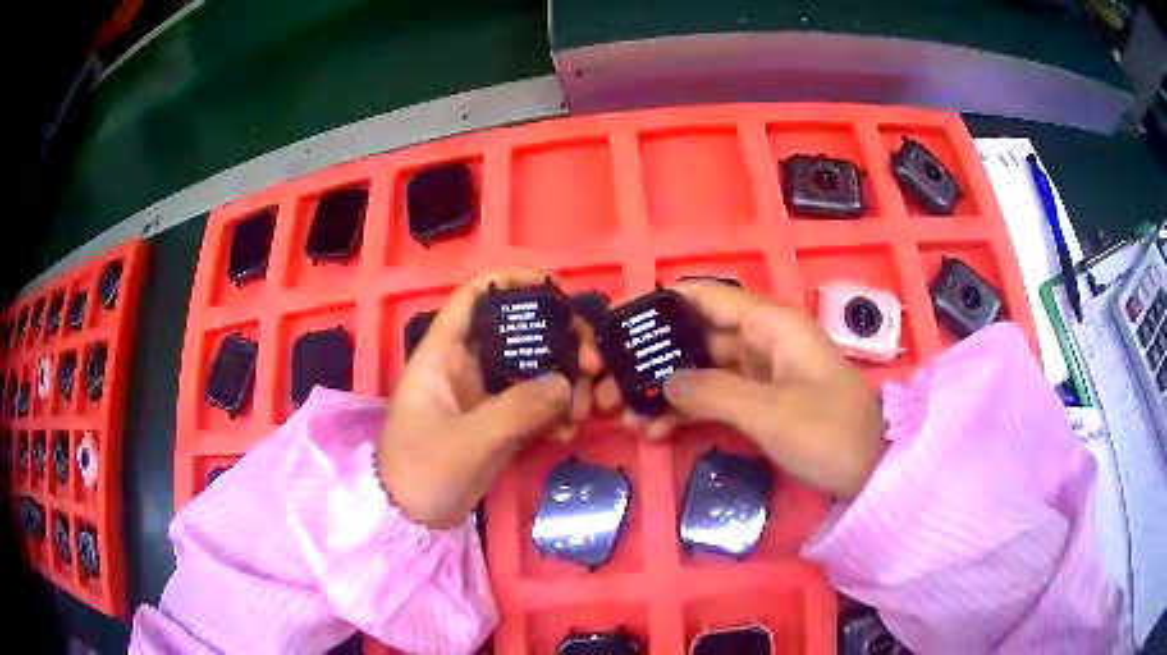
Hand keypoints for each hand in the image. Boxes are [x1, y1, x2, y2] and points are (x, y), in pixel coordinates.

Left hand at [377, 269, 602, 527]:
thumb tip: (567, 383)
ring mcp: (485, 394)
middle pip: (518, 330)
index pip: (474, 296)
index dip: (511, 280)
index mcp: (443, 353)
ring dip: (566, 382)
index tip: (557, 287)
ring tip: (585, 409)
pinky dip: (557, 411)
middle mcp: (466, 365)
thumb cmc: (422, 471)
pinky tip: (568, 432)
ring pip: (533, 367)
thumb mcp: (467, 441)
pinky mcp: (500, 421)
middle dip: (559, 340)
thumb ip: (516, 410)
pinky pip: (536, 402)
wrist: (412, 519)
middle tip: (592, 364)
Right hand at [595, 280, 886, 499]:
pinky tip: (655, 430)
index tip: (612, 323)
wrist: (872, 472)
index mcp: (770, 323)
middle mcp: (762, 338)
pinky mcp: (762, 399)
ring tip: (626, 418)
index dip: (656, 303)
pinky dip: (687, 410)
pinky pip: (715, 395)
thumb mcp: (770, 413)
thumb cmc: (830, 434)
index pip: (702, 296)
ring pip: (700, 369)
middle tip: (607, 385)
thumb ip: (712, 392)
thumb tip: (665, 382)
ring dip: (664, 390)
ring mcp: (761, 371)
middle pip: (694, 335)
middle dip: (651, 358)